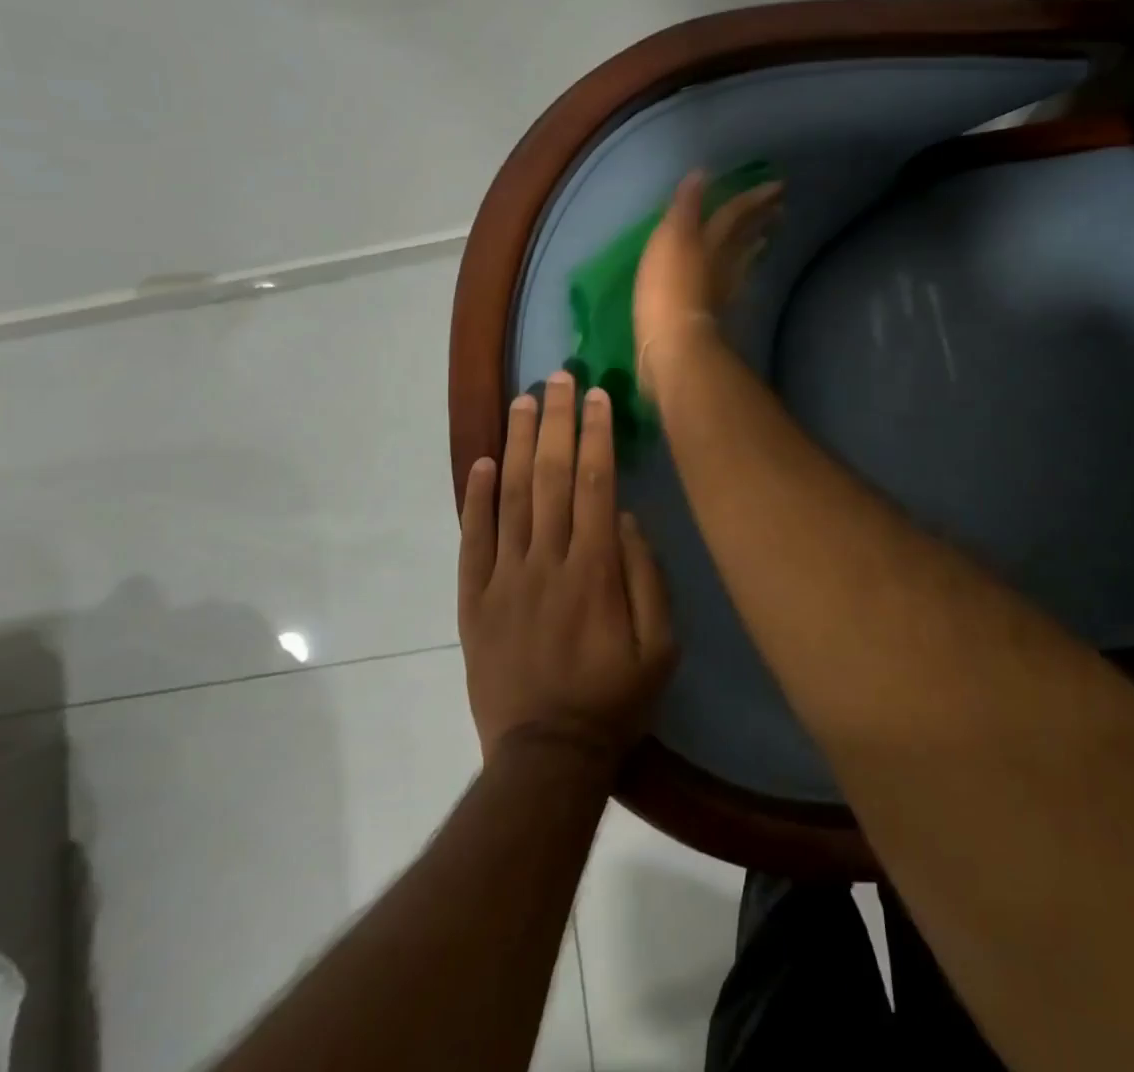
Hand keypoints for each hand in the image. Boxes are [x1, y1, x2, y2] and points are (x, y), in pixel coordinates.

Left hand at [458, 372, 675, 762]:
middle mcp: (547, 562)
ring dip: (515, 444)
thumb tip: (626, 518)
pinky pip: (472, 540)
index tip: (597, 396)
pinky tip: (480, 462)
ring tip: (521, 401)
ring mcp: (504, 578)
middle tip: (558, 378)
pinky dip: (475, 498)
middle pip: (549, 476)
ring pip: (509, 497)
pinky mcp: (474, 600)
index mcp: (595, 571)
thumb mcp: (661, 648)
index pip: (594, 484)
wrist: (546, 756)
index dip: (596, 435)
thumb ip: (647, 578)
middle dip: (556, 421)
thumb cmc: (614, 700)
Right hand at [633, 169, 783, 400]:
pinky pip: (733, 286)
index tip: (778, 186)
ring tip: (766, 238)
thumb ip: (686, 207)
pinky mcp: (713, 313)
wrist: (673, 344)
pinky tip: (740, 278)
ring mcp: (720, 290)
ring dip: (753, 246)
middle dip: (761, 220)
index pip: (735, 213)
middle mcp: (720, 262)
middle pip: (744, 237)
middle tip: (782, 207)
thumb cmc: (668, 287)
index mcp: (709, 240)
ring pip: (742, 261)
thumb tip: (702, 174)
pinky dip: (739, 276)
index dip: (754, 198)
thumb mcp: (671, 239)